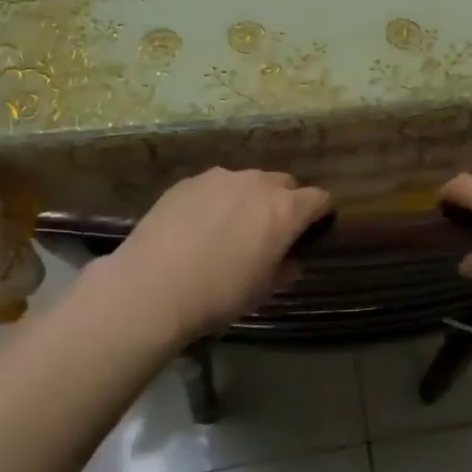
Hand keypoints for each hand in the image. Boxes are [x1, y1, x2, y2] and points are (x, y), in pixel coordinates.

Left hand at [98, 169, 332, 342]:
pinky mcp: (189, 181)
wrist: (151, 287)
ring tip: (228, 228)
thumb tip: (290, 261)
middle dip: (284, 203)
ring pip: (247, 182)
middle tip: (268, 233)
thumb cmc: (219, 294)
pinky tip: (197, 227)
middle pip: (284, 184)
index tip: (310, 233)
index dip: (319, 215)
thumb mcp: (262, 290)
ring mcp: (221, 177)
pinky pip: (215, 186)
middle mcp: (258, 183)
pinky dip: (216, 200)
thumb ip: (284, 269)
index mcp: (285, 209)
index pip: (319, 199)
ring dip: (248, 199)